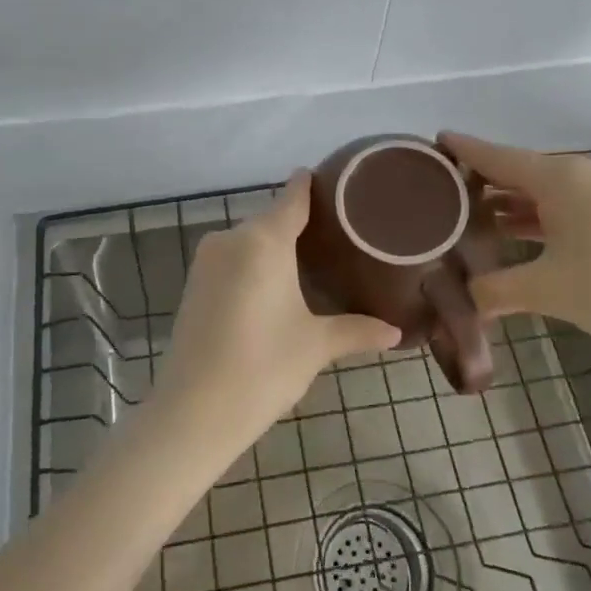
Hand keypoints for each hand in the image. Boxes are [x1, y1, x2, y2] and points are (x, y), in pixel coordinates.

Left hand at [160, 171, 401, 449]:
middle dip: (299, 224)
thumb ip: (356, 330)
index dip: (310, 185)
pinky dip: (254, 264)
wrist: (193, 411)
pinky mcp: (194, 283)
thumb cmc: (263, 368)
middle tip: (338, 235)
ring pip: (250, 240)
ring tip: (312, 261)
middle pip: (271, 219)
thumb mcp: (315, 346)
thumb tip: (397, 332)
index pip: (292, 198)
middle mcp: (232, 238)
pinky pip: (232, 259)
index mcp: (264, 240)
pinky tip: (274, 286)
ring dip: (275, 246)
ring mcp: (207, 260)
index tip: (334, 179)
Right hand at [441, 132, 590, 370]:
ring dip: (515, 202)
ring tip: (476, 215)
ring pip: (548, 189)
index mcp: (561, 179)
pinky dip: (543, 214)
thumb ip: (496, 290)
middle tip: (447, 192)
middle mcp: (585, 173)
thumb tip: (466, 299)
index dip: (465, 149)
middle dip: (486, 181)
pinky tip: (523, 232)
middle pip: (523, 170)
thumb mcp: (548, 291)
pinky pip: (571, 203)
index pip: (498, 157)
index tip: (435, 140)